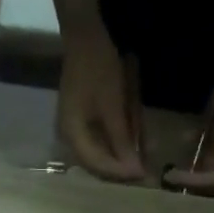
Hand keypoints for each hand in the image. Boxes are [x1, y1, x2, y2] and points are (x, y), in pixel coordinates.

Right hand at [57, 26, 143, 180]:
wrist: (85, 36)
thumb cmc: (99, 69)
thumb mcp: (113, 107)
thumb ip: (122, 141)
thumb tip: (133, 171)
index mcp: (72, 134)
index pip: (97, 165)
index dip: (120, 172)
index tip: (142, 176)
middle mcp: (69, 137)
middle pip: (96, 164)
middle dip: (120, 169)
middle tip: (144, 174)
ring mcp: (74, 129)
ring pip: (99, 155)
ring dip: (119, 159)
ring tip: (141, 163)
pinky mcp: (82, 120)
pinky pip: (99, 142)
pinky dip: (116, 145)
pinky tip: (131, 146)